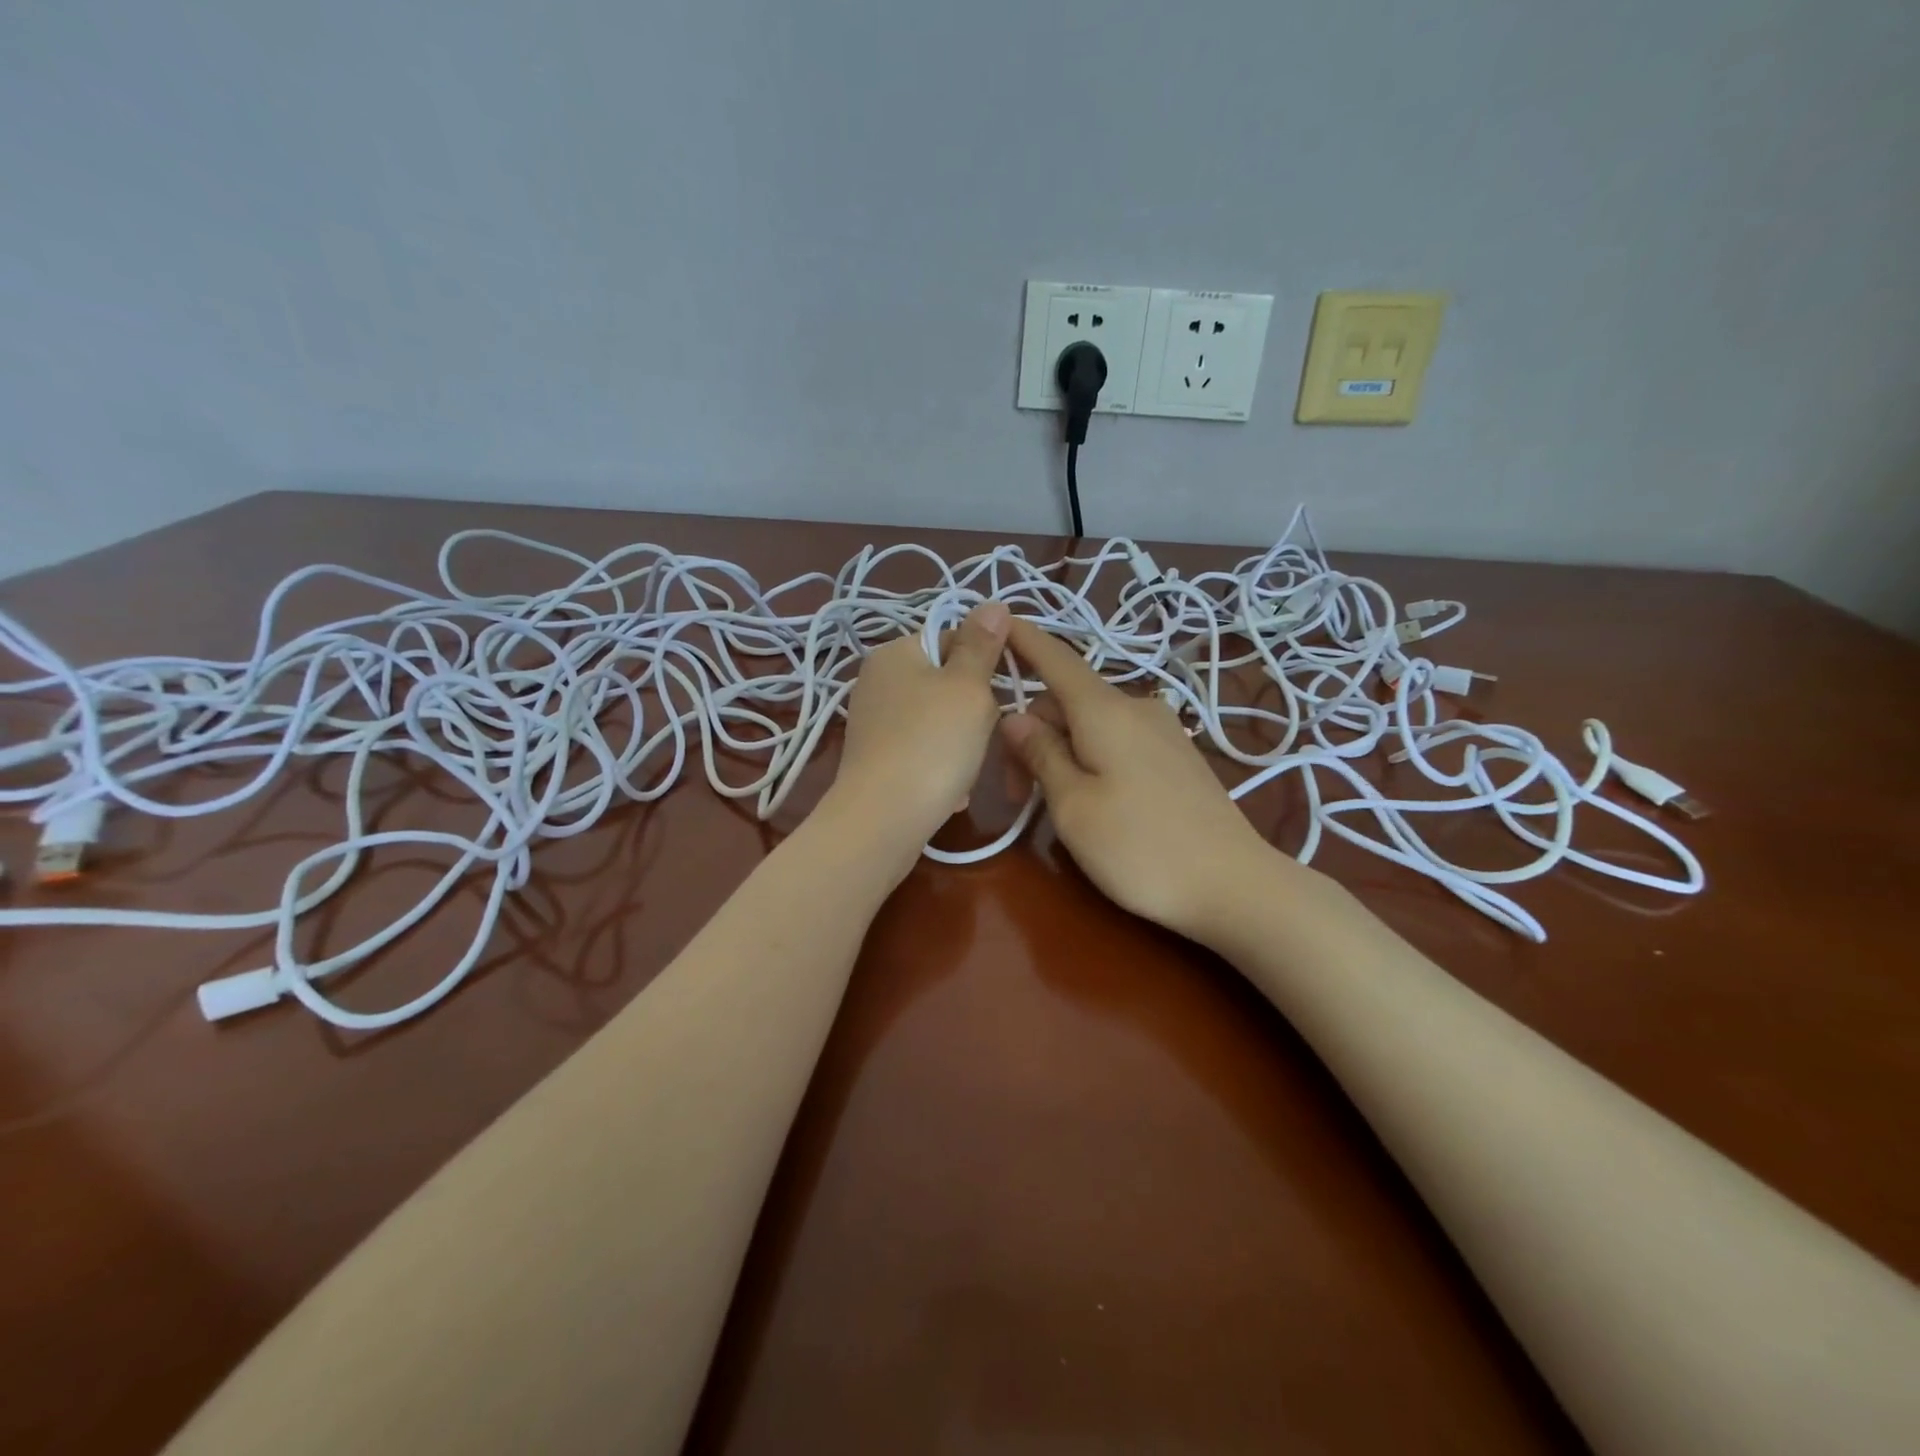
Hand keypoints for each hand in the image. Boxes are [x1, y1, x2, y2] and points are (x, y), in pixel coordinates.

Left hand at [832, 602, 1010, 853]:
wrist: (883, 821)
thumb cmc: (933, 744)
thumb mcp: (968, 688)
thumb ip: (982, 645)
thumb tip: (992, 603)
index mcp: (895, 652)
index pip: (954, 638)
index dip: (986, 663)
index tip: (1003, 693)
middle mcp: (877, 680)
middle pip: (947, 682)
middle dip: (974, 711)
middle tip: (983, 734)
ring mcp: (874, 721)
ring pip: (939, 720)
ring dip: (962, 744)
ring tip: (966, 768)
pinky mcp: (876, 757)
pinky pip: (922, 750)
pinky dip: (941, 767)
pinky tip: (952, 791)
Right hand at [999, 618, 1289, 941]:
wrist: (1234, 885)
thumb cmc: (1140, 847)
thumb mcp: (1073, 806)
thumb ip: (1041, 754)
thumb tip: (1015, 716)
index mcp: (1104, 710)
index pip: (1055, 658)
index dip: (1023, 639)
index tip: (996, 620)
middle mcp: (1135, 707)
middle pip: (1067, 701)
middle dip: (1032, 734)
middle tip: (1014, 794)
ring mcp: (1162, 731)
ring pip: (1092, 724)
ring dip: (1060, 751)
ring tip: (1050, 805)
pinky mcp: (1177, 756)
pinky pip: (1118, 740)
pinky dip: (1090, 757)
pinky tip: (1091, 798)